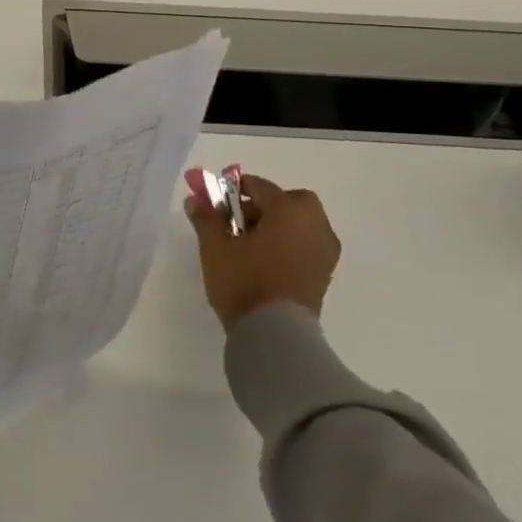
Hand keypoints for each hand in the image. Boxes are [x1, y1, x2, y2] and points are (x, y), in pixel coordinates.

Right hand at [184, 172, 340, 328]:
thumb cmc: (245, 282)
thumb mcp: (215, 247)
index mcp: (289, 210)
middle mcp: (314, 224)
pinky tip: (265, 261)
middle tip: (239, 222)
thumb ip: (206, 218)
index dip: (235, 189)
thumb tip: (195, 199)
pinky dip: (288, 244)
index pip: (260, 187)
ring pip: (300, 224)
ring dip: (278, 225)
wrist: (276, 335)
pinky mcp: (325, 273)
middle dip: (265, 205)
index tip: (216, 200)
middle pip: (289, 202)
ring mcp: (324, 251)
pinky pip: (305, 244)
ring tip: (249, 245)